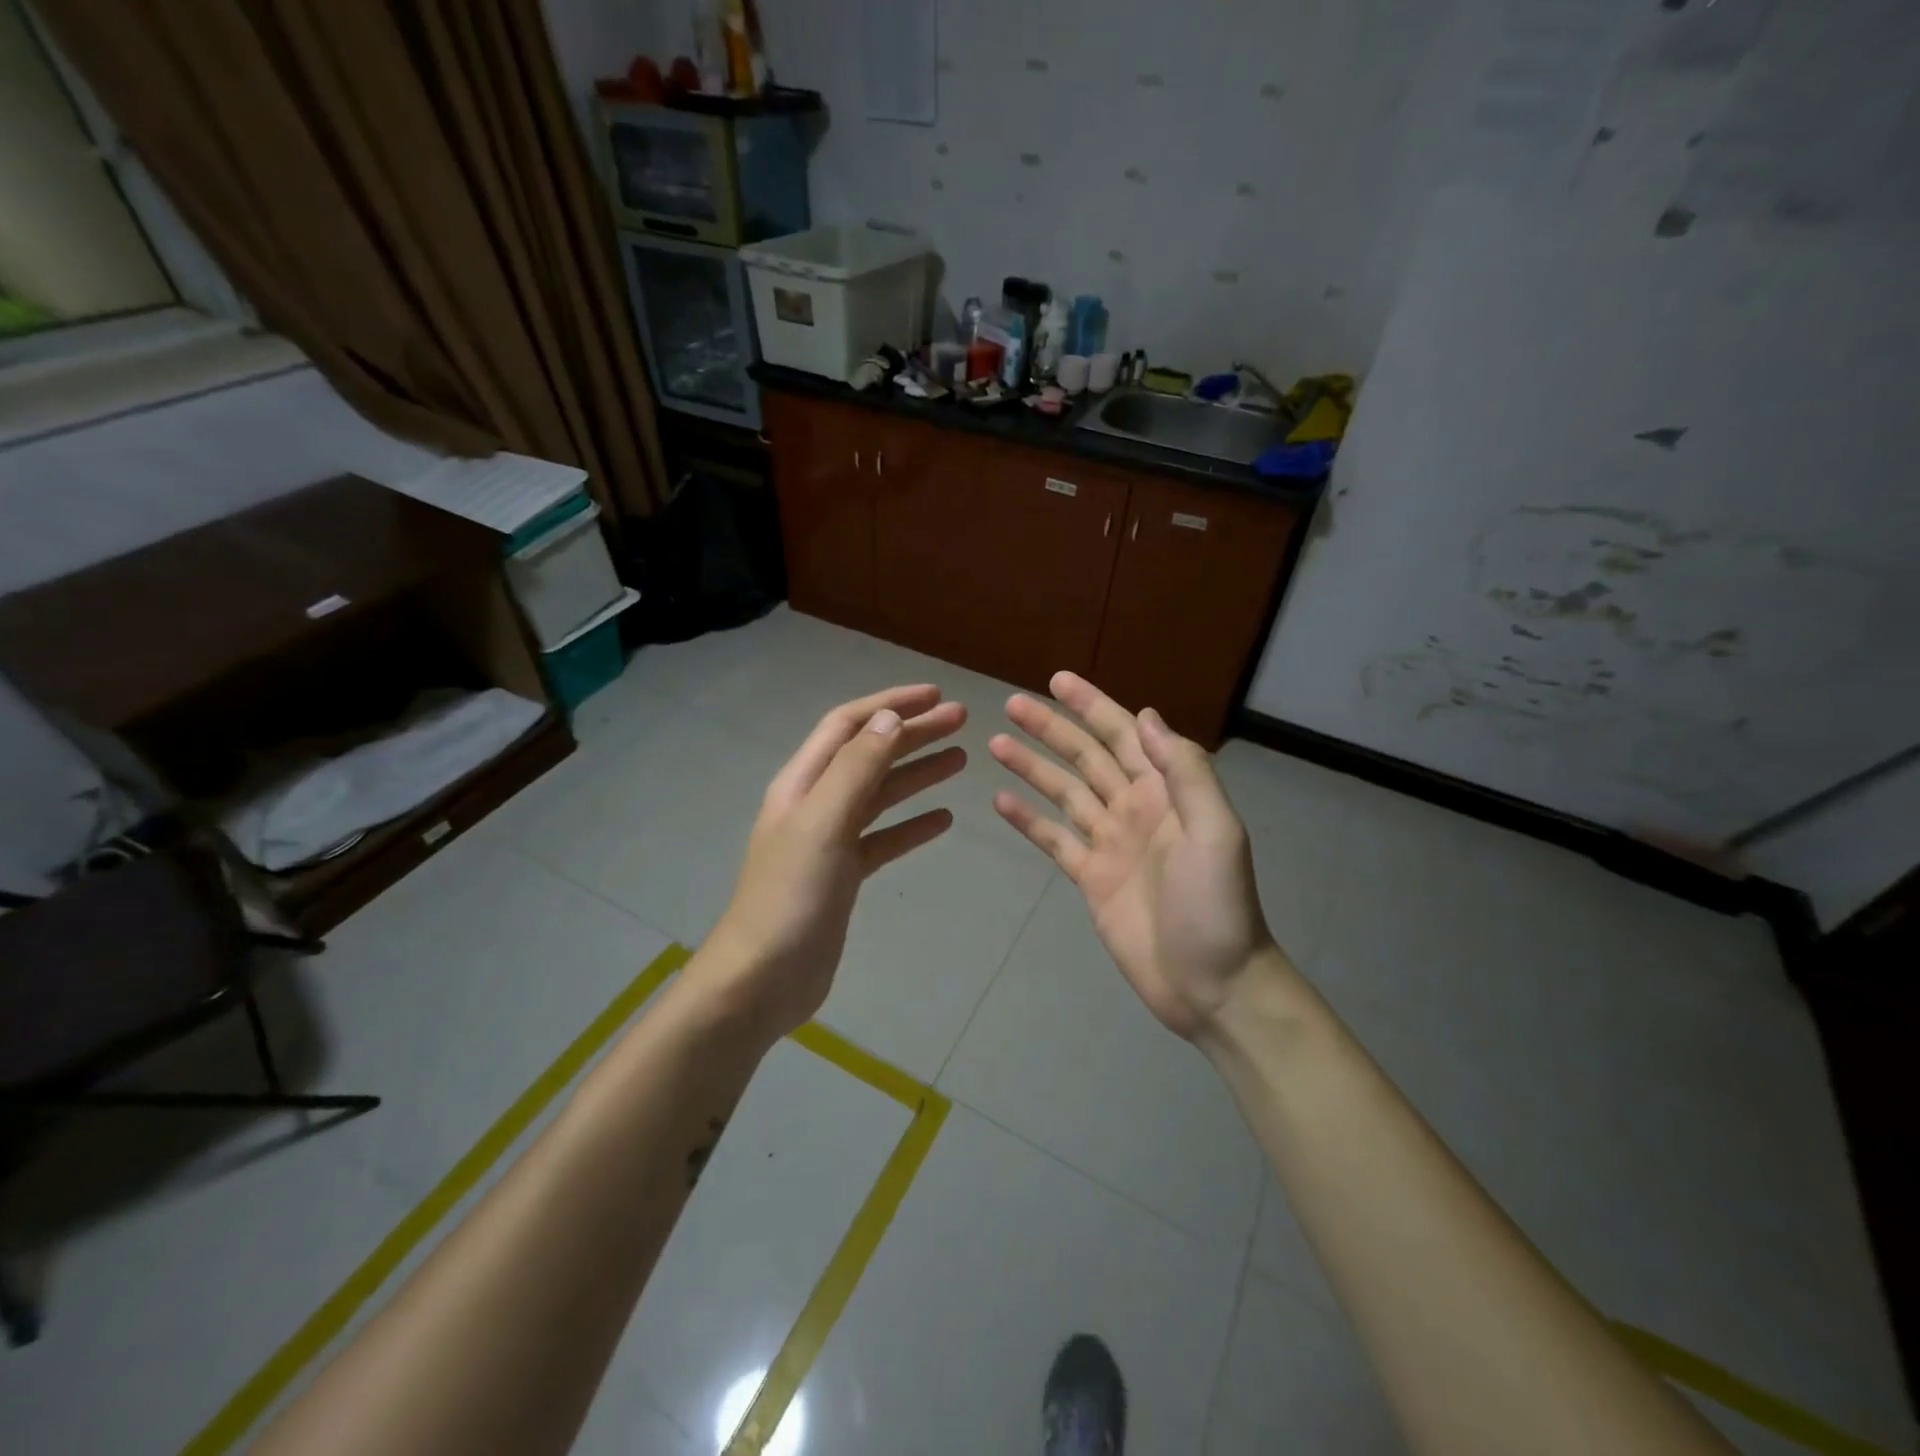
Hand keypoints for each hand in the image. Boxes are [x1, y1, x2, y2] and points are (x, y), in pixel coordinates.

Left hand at [699, 685, 966, 1040]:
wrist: (763, 978)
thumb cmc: (791, 896)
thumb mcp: (823, 822)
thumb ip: (856, 768)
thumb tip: (890, 717)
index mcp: (803, 783)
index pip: (849, 725)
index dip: (890, 704)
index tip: (935, 694)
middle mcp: (816, 803)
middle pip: (870, 755)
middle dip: (913, 733)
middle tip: (961, 721)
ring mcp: (829, 841)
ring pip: (880, 794)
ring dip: (917, 773)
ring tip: (960, 760)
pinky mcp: (843, 876)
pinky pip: (884, 838)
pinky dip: (912, 825)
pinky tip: (942, 820)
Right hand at [989, 673, 1279, 1039]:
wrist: (1211, 983)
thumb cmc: (1217, 905)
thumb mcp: (1216, 831)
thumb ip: (1184, 772)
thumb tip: (1144, 716)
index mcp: (1165, 792)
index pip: (1123, 735)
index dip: (1091, 705)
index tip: (1057, 681)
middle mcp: (1134, 809)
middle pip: (1085, 757)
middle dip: (1051, 729)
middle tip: (1011, 705)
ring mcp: (1110, 843)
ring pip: (1064, 793)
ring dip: (1032, 767)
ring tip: (996, 743)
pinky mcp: (1090, 879)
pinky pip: (1054, 840)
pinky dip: (1029, 820)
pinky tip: (1001, 802)